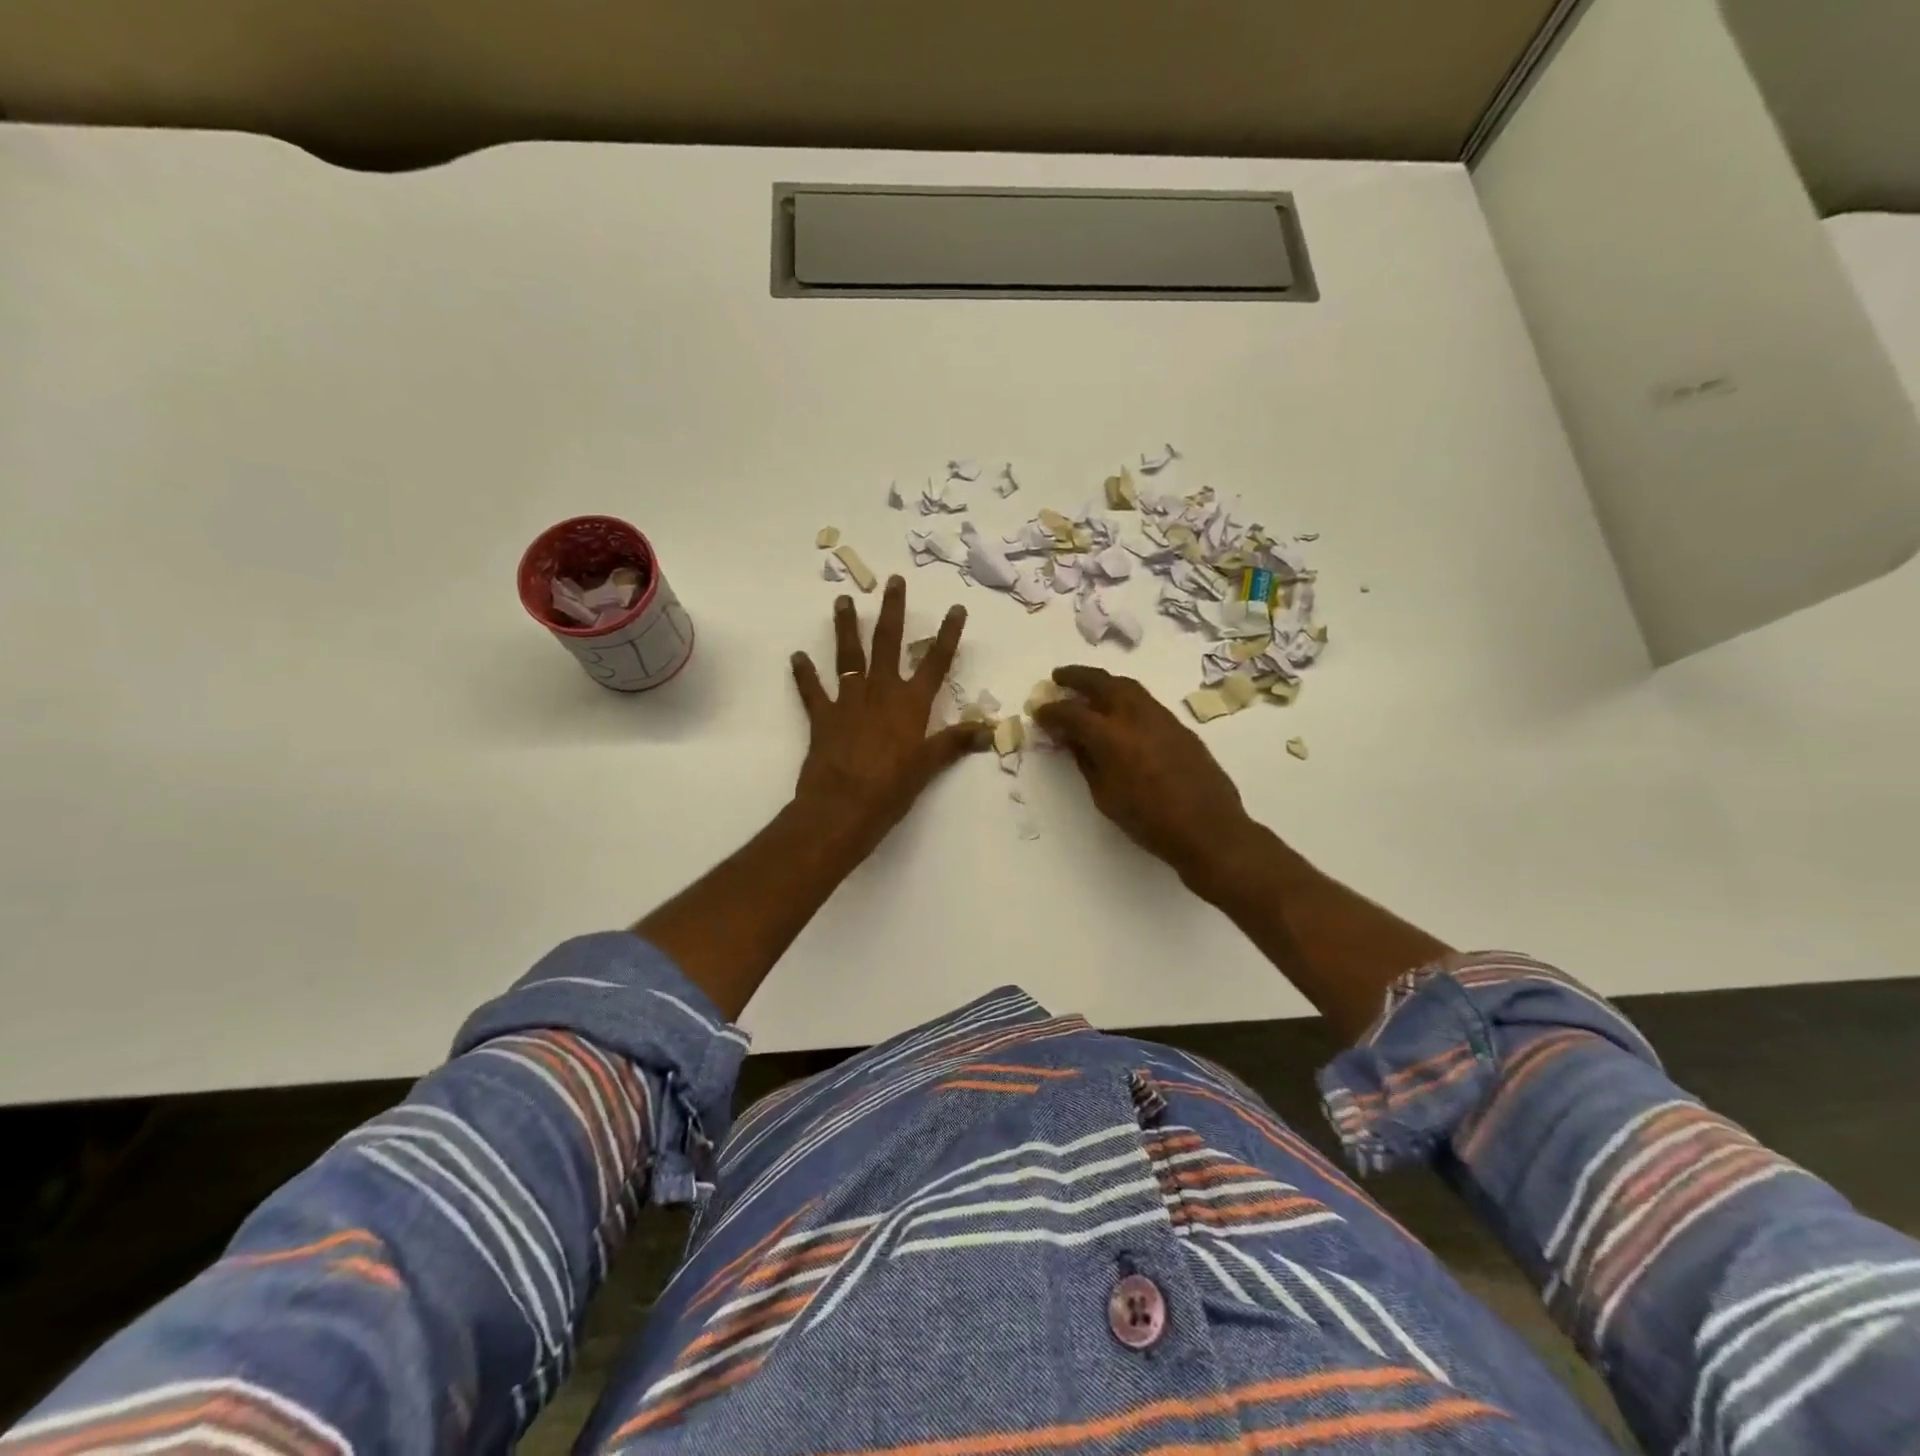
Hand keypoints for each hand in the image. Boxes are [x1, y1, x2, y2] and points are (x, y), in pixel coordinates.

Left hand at [789, 576, 987, 863]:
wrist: (842, 807)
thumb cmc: (892, 789)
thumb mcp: (928, 767)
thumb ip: (955, 742)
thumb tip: (989, 731)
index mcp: (911, 704)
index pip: (935, 662)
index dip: (948, 635)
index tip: (956, 608)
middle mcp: (881, 692)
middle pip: (888, 643)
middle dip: (892, 611)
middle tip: (893, 581)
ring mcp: (849, 700)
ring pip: (848, 655)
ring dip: (845, 627)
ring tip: (842, 601)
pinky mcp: (823, 716)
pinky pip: (812, 690)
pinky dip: (804, 674)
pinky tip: (797, 657)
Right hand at [1033, 665, 1253, 885]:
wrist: (1209, 829)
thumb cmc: (1149, 821)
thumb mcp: (1105, 796)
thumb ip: (1086, 761)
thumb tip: (1071, 740)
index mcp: (1112, 737)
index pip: (1072, 713)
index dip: (1051, 711)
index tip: (1038, 711)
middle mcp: (1136, 717)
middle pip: (1102, 683)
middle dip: (1077, 676)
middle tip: (1059, 677)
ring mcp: (1162, 718)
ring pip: (1128, 687)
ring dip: (1103, 682)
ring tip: (1088, 688)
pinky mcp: (1179, 726)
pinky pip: (1145, 701)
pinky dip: (1125, 697)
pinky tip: (1119, 711)